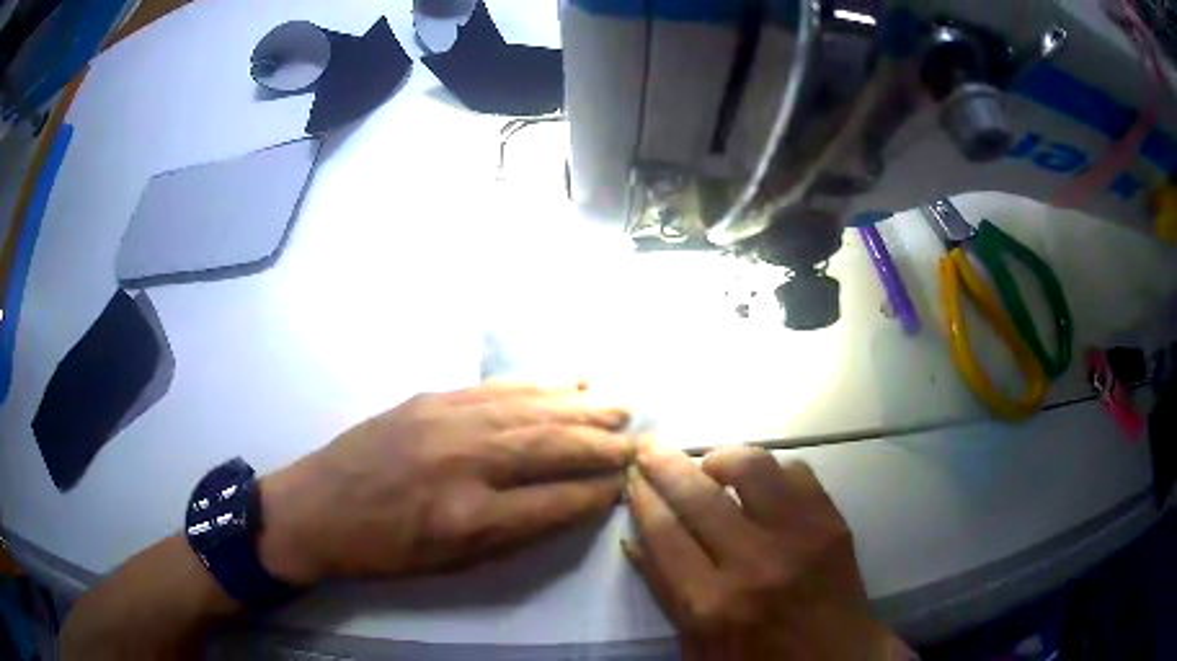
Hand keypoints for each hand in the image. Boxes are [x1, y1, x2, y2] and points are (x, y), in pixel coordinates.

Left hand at [258, 383, 633, 584]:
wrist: (316, 508)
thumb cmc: (385, 550)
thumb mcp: (451, 563)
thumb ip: (515, 533)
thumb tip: (569, 503)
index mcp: (469, 518)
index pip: (556, 501)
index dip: (596, 492)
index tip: (623, 483)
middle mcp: (465, 461)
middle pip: (551, 445)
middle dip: (601, 442)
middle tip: (635, 437)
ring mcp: (446, 420)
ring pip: (530, 409)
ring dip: (580, 407)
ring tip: (616, 404)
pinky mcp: (431, 397)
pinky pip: (497, 388)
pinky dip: (538, 384)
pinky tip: (565, 380)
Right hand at [626, 445, 906, 659]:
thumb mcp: (698, 647)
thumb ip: (666, 594)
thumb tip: (636, 541)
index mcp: (714, 604)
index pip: (665, 533)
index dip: (643, 498)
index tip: (633, 477)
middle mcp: (756, 563)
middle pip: (699, 494)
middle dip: (665, 464)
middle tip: (650, 449)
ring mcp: (801, 537)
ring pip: (754, 467)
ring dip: (721, 459)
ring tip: (710, 468)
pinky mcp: (832, 524)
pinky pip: (797, 472)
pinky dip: (771, 470)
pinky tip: (761, 485)